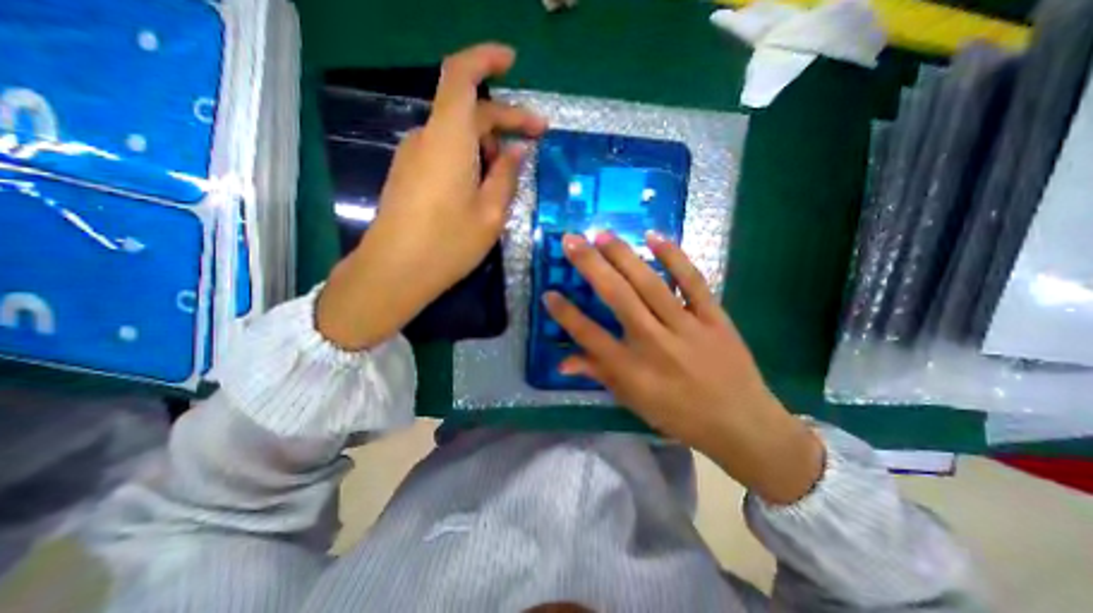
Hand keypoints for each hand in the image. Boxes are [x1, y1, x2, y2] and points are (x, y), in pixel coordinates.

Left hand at [320, 44, 549, 348]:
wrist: (394, 272)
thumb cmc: (448, 245)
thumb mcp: (490, 213)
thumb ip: (507, 176)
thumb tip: (518, 150)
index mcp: (448, 140)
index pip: (460, 76)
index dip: (485, 59)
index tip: (512, 61)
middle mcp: (427, 138)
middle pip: (469, 111)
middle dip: (506, 119)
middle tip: (537, 139)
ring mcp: (415, 156)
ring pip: (459, 135)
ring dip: (489, 145)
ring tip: (510, 175)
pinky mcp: (410, 173)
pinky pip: (446, 152)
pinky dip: (471, 158)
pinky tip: (485, 185)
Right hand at [542, 232, 823, 503]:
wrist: (741, 424)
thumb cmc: (679, 415)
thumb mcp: (633, 400)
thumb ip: (598, 374)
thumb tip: (562, 361)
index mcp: (632, 370)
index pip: (589, 335)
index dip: (566, 314)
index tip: (549, 293)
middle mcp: (655, 343)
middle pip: (617, 298)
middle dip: (590, 266)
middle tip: (571, 240)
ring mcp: (686, 327)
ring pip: (650, 284)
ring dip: (624, 255)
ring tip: (602, 235)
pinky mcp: (714, 317)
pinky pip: (693, 282)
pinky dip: (674, 257)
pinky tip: (655, 236)